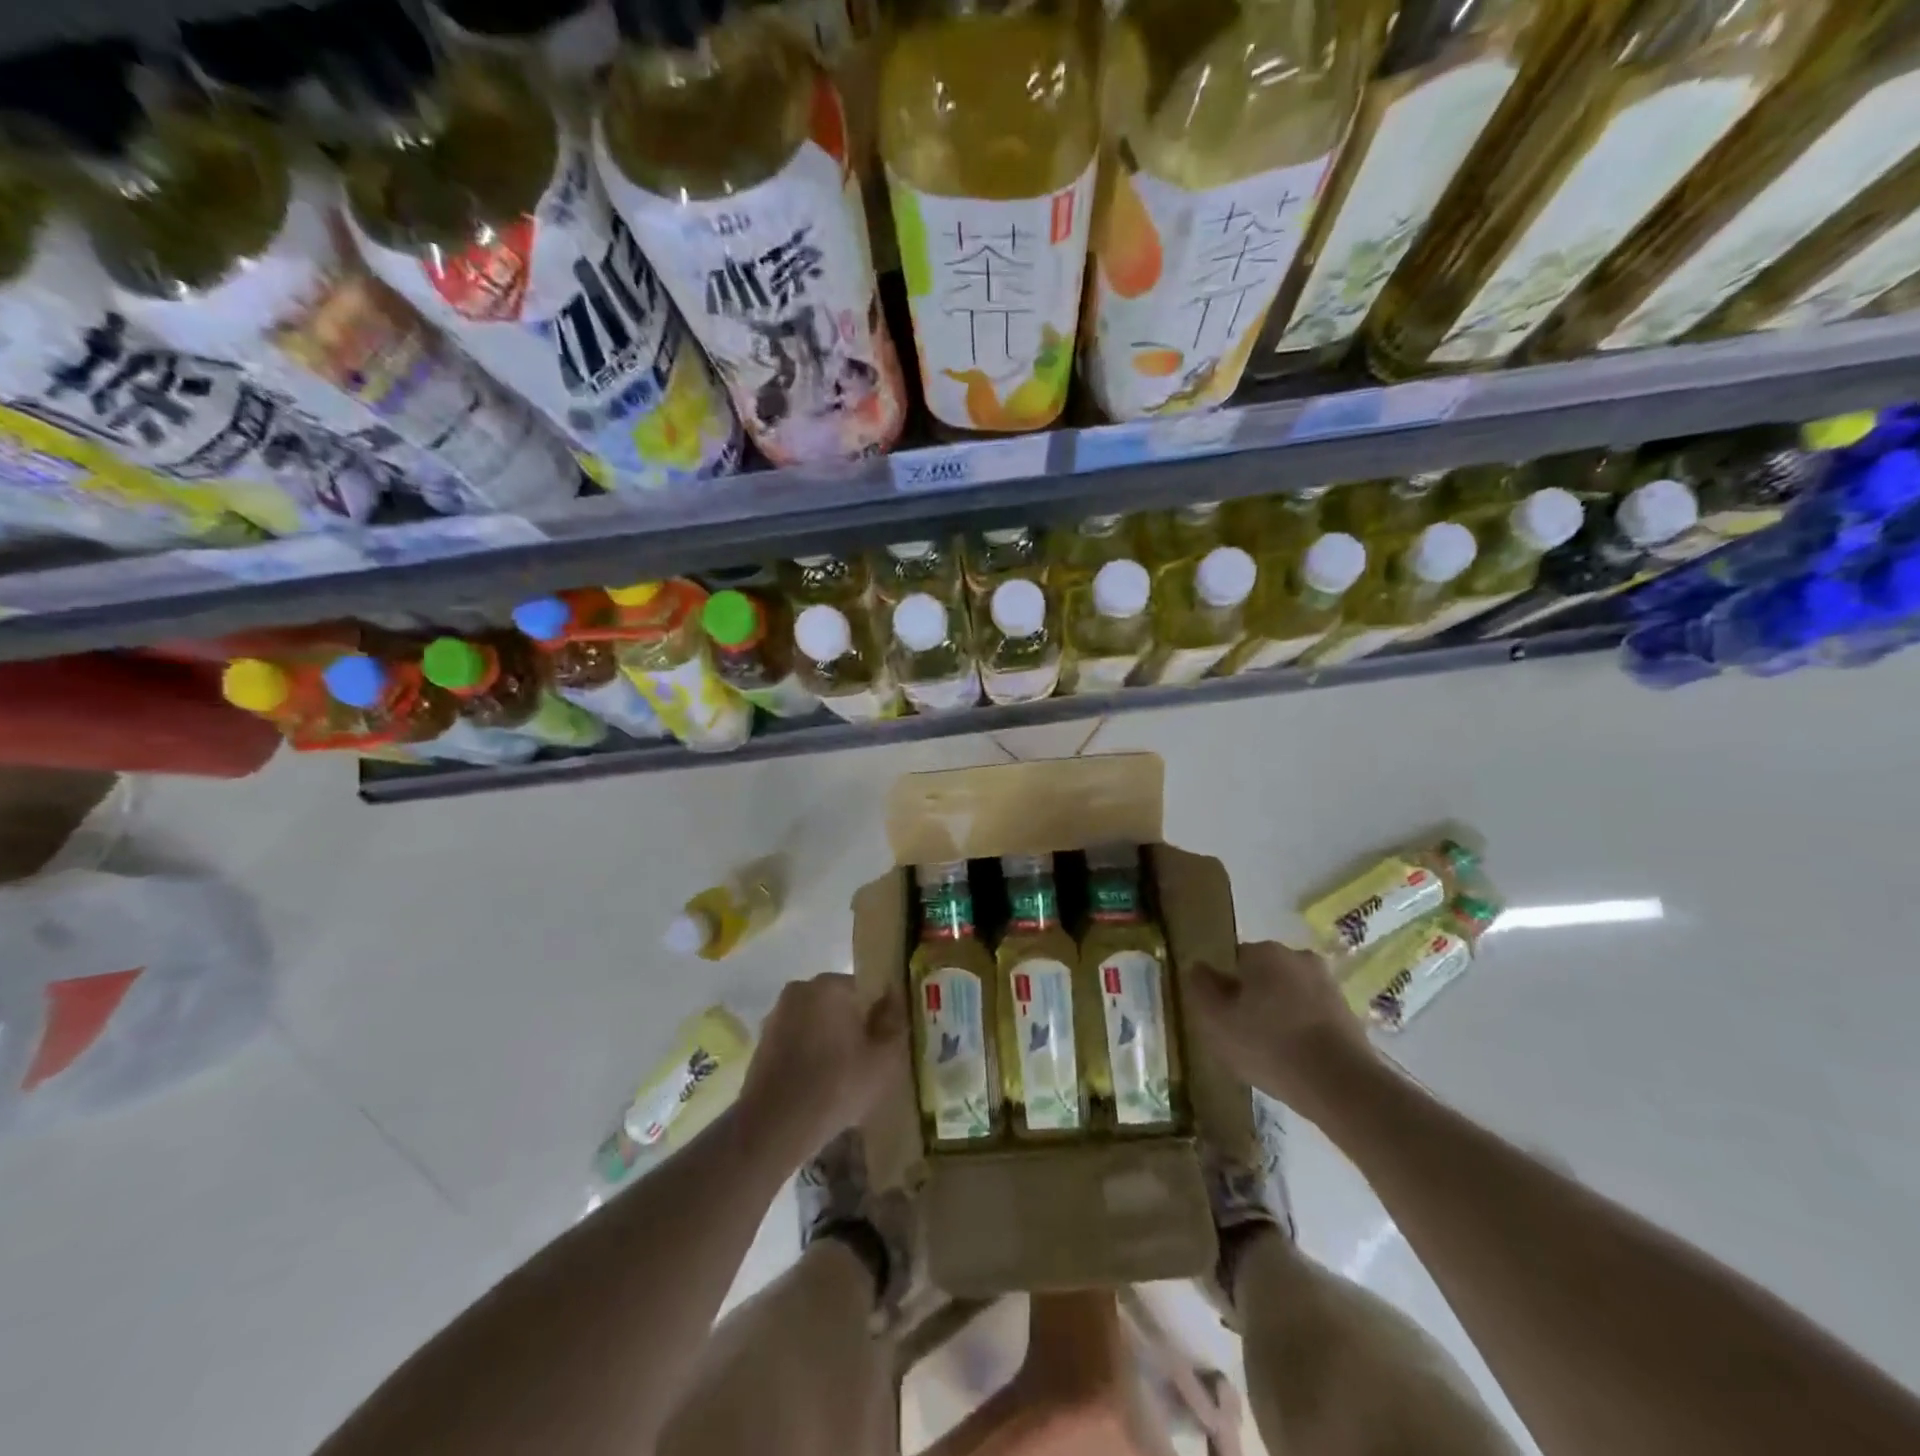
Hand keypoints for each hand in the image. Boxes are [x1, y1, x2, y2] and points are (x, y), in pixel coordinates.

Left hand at [739, 974, 902, 1163]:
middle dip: (854, 1027)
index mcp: (830, 985)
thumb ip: (895, 1023)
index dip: (879, 1018)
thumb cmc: (836, 1086)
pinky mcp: (763, 1041)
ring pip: (817, 1023)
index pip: (866, 990)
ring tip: (842, 1079)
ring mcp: (777, 1014)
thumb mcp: (884, 1059)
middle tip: (866, 1063)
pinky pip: (798, 1040)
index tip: (883, 1046)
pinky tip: (818, 1086)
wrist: (773, 1127)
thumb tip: (895, 999)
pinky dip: (809, 1055)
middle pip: (840, 1004)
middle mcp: (800, 989)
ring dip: (830, 1041)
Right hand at [1187, 941, 1379, 1125]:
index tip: (1223, 1018)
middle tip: (1243, 1035)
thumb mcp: (1217, 1021)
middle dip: (1253, 999)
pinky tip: (1296, 1060)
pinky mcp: (1349, 1012)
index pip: (1233, 961)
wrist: (1342, 1085)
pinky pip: (1311, 1015)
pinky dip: (1302, 1030)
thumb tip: (1197, 968)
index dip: (1224, 989)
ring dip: (1279, 1015)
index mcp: (1265, 952)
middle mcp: (1298, 957)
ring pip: (1289, 995)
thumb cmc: (1269, 1045)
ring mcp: (1328, 984)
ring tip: (1270, 1053)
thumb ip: (1200, 988)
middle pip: (1263, 976)